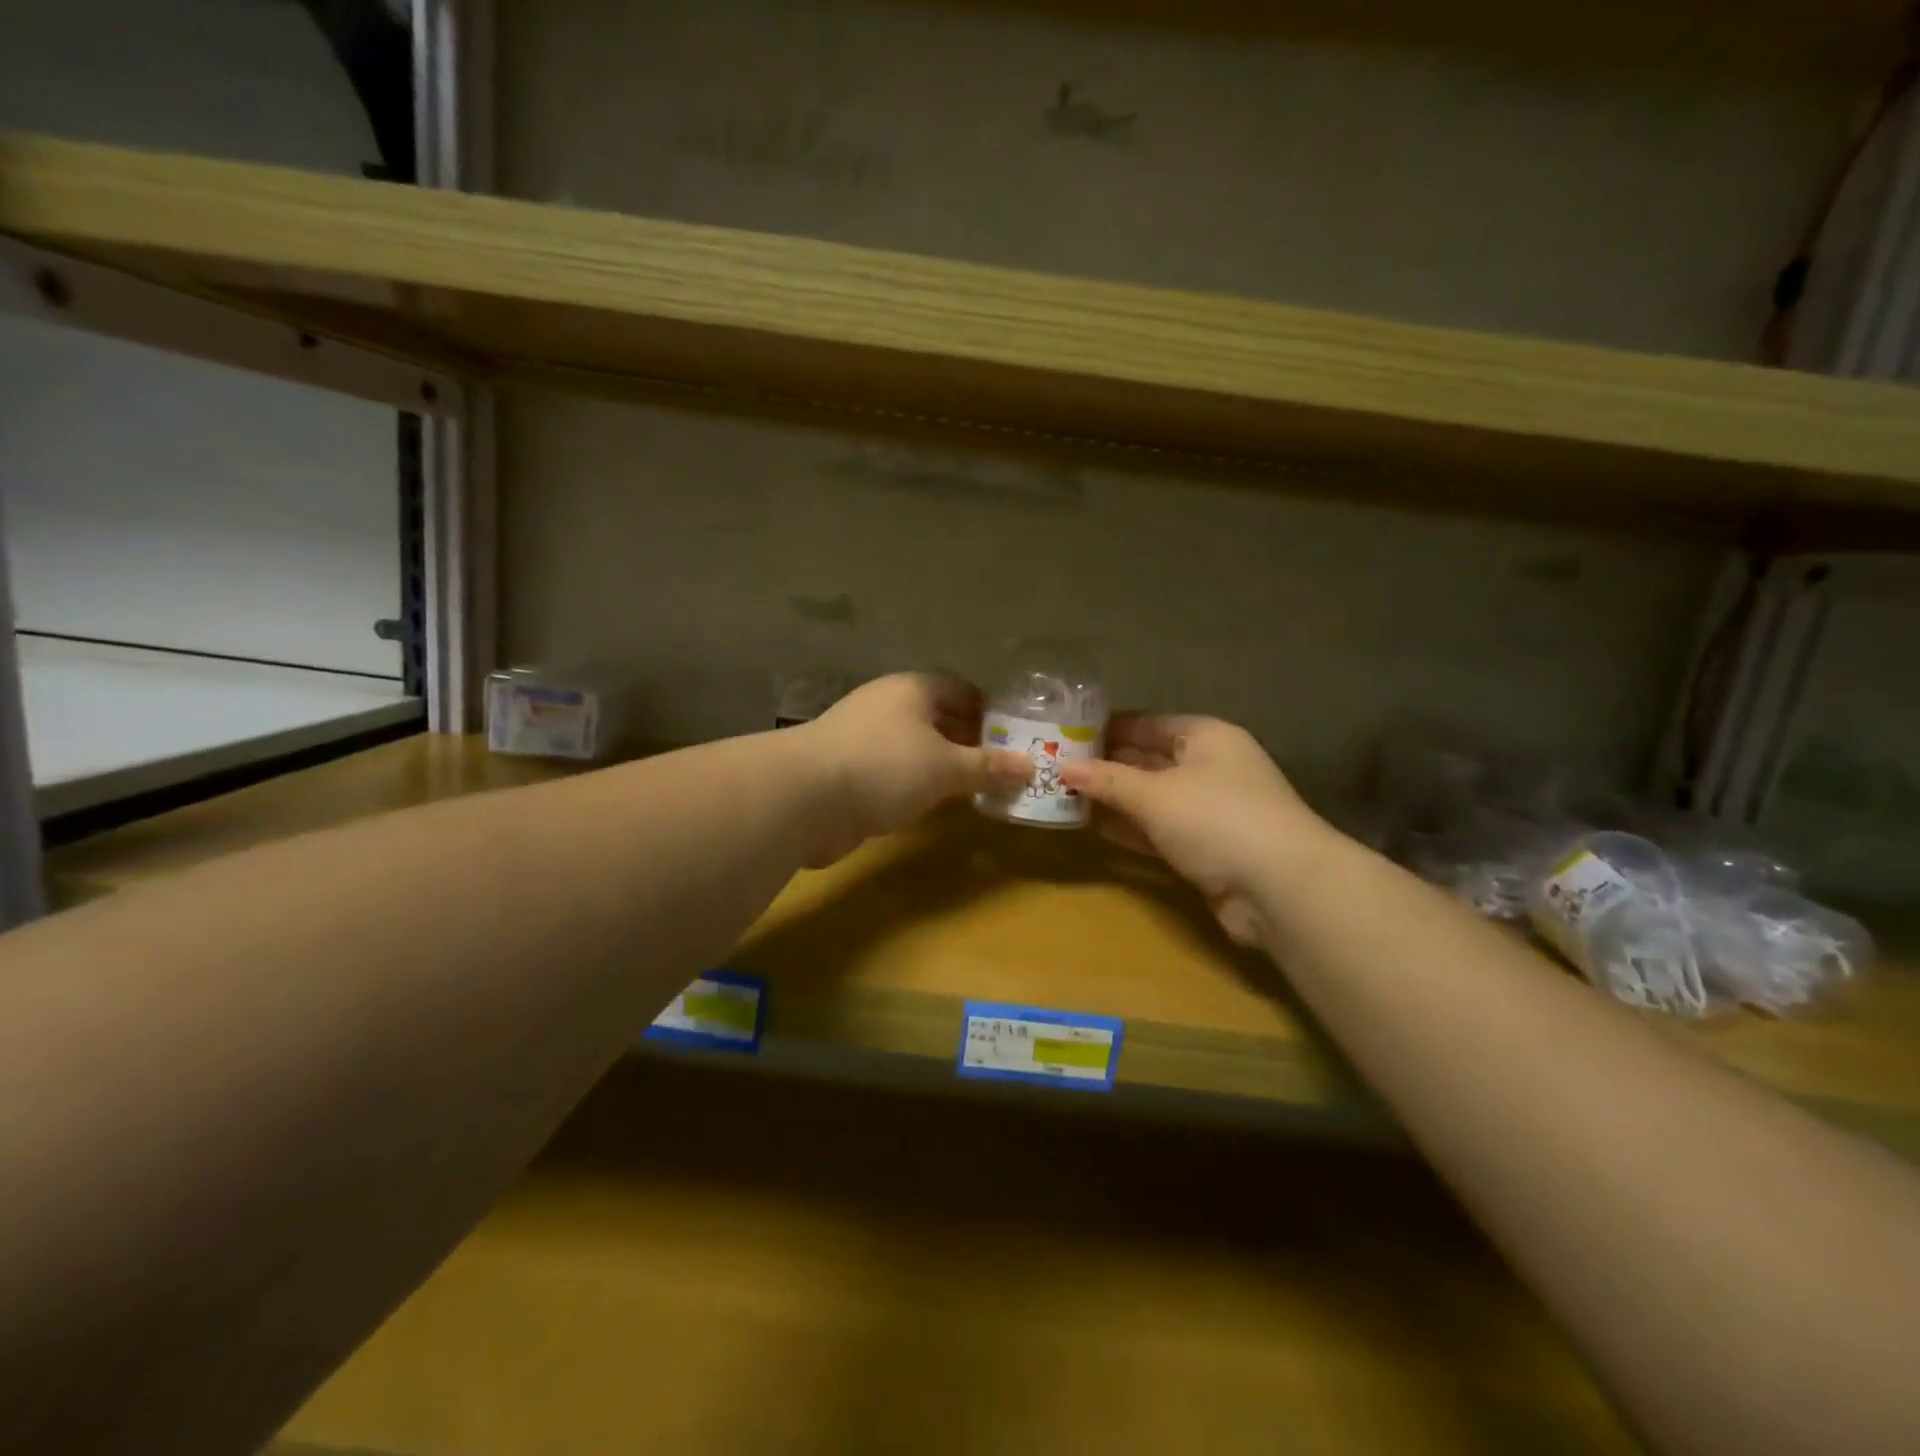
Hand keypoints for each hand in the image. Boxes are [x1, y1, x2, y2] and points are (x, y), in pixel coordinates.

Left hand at [799, 673, 1030, 863]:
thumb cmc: (884, 766)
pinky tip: (933, 804)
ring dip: (942, 764)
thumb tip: (1029, 767)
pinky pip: (894, 772)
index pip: (958, 687)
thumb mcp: (945, 766)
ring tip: (976, 786)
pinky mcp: (847, 772)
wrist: (803, 798)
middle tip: (1002, 765)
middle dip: (969, 739)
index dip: (987, 707)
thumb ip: (987, 767)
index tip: (1012, 732)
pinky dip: (916, 784)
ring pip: (914, 746)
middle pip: (937, 717)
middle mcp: (886, 706)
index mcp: (911, 689)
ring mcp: (863, 739)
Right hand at [1060, 714, 1326, 944]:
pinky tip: (1096, 829)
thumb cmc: (1216, 819)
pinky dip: (1132, 829)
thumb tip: (1062, 767)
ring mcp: (1210, 810)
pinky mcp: (1207, 848)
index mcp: (1205, 737)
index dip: (1106, 728)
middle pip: (1148, 759)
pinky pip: (1160, 830)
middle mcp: (1210, 767)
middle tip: (1056, 768)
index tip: (1064, 735)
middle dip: (1106, 766)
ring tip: (1065, 797)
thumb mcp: (1154, 794)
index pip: (1147, 722)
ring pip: (1152, 797)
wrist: (1280, 889)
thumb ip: (1107, 780)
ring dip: (1115, 800)